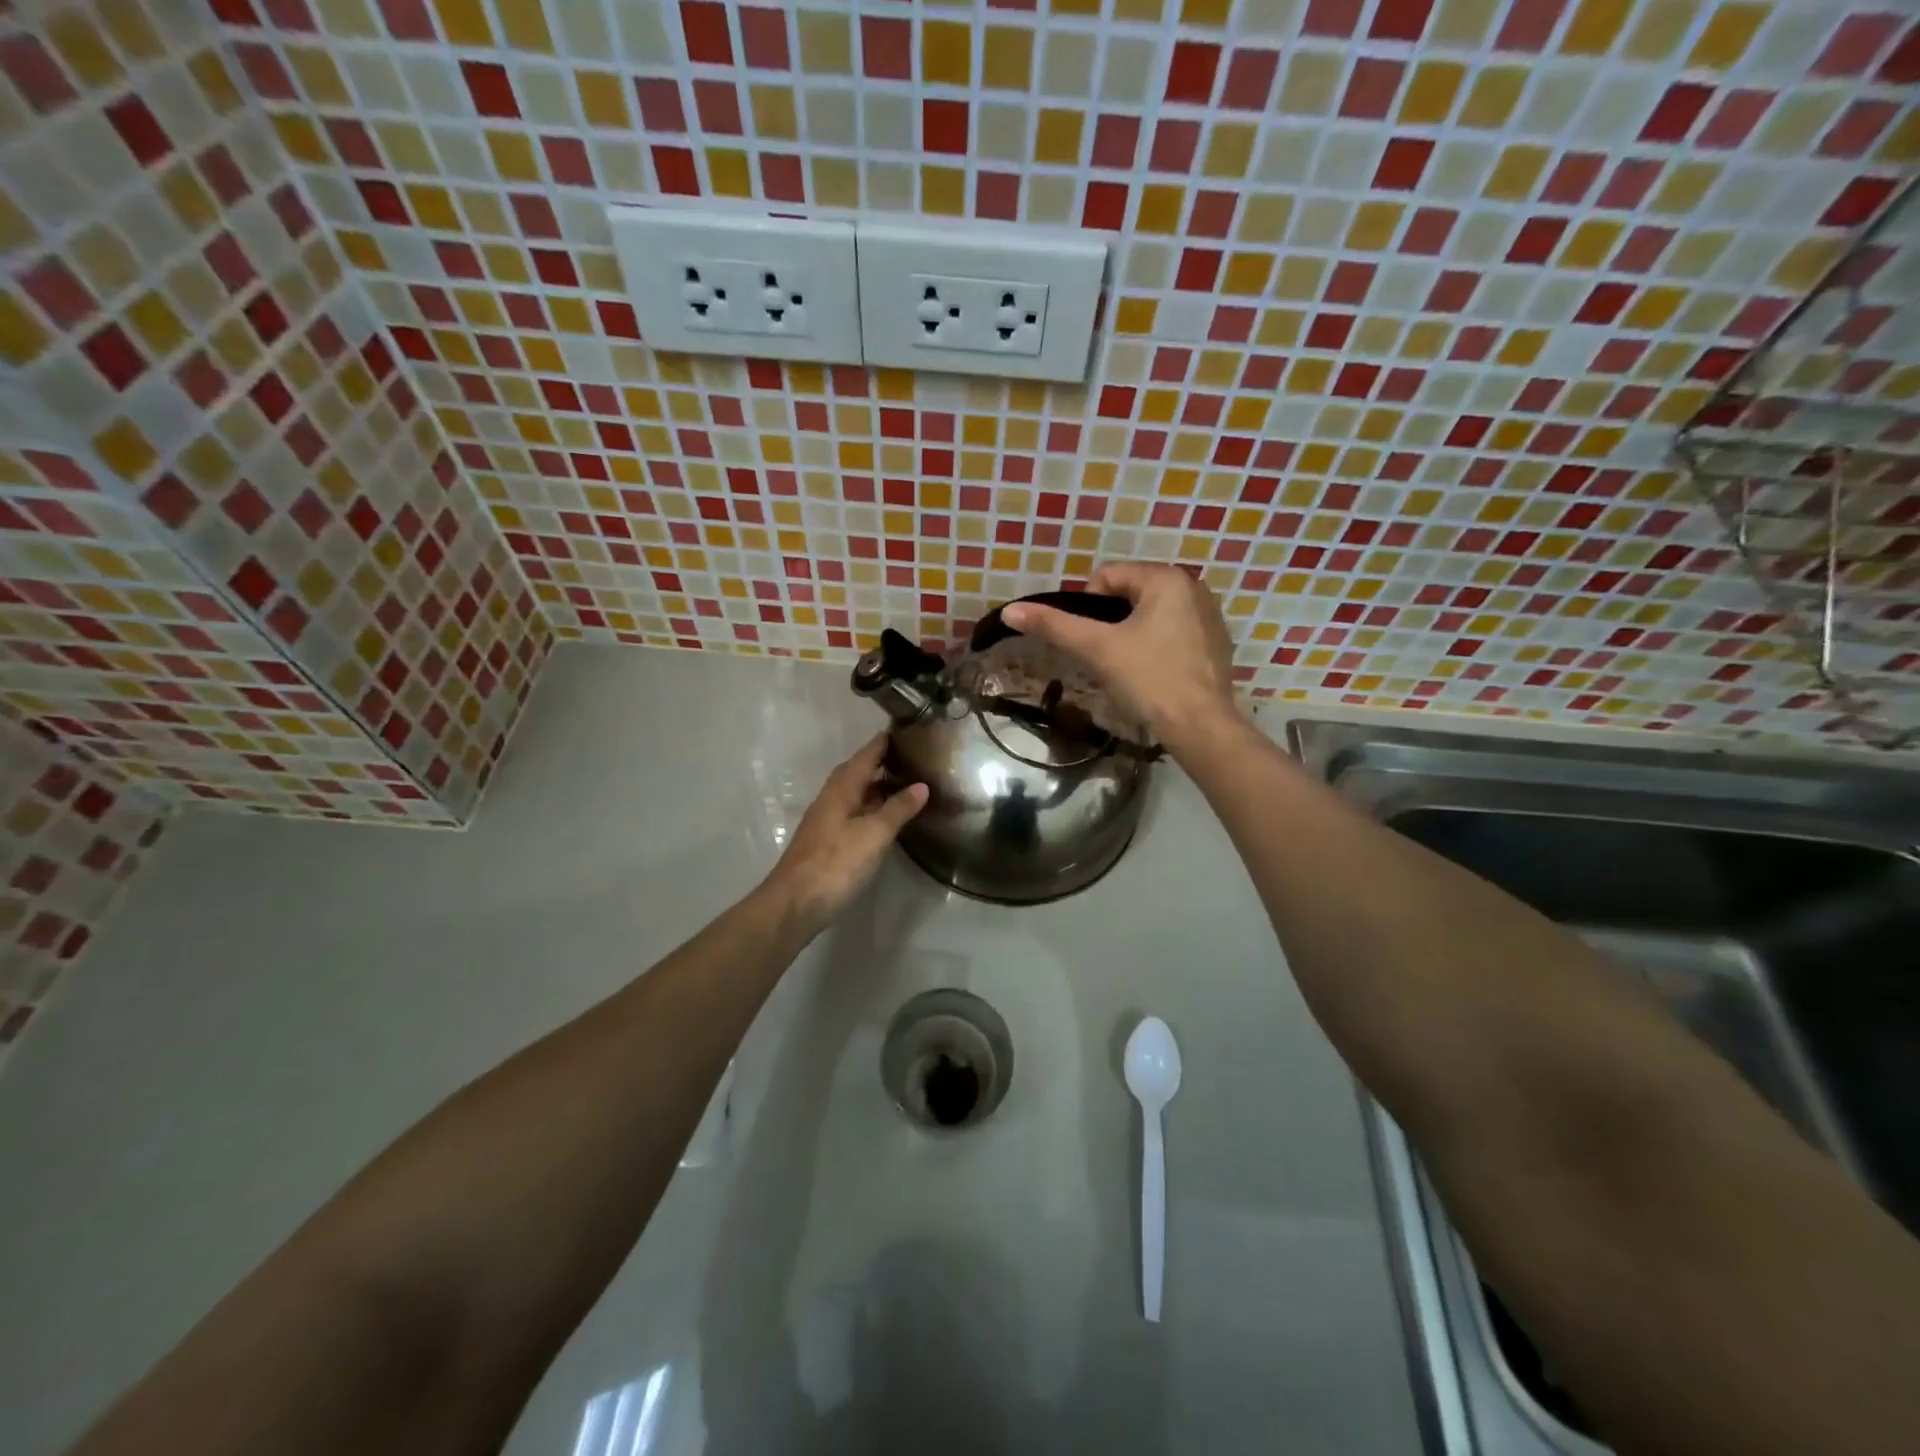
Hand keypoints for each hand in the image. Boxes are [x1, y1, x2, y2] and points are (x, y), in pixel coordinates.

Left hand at [763, 733, 927, 935]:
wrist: (795, 903)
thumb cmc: (836, 862)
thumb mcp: (874, 833)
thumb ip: (898, 808)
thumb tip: (921, 785)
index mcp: (841, 789)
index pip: (865, 756)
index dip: (883, 742)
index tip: (904, 728)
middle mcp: (831, 799)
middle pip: (857, 773)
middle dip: (880, 762)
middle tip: (910, 756)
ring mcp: (826, 822)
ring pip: (854, 794)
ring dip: (876, 786)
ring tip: (904, 783)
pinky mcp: (827, 843)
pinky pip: (853, 814)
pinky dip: (871, 808)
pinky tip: (884, 818)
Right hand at [1001, 561, 1241, 752]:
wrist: (1201, 727)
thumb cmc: (1149, 680)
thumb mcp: (1097, 649)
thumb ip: (1054, 626)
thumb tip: (1010, 610)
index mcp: (1167, 578)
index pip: (1106, 576)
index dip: (1087, 607)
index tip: (1093, 642)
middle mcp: (1193, 586)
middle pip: (1129, 593)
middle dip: (1111, 622)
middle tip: (1107, 657)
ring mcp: (1209, 615)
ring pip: (1151, 614)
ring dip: (1132, 634)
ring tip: (1129, 668)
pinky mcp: (1216, 643)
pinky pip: (1173, 632)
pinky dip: (1157, 646)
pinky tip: (1155, 674)